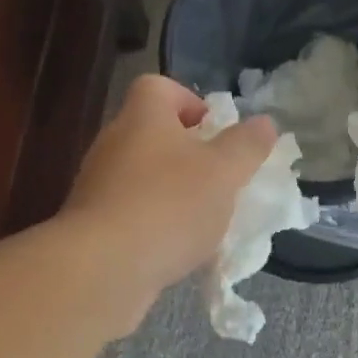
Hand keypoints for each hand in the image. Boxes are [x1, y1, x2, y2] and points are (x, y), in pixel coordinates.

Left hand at [63, 74, 276, 298]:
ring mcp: (98, 186)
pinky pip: (132, 212)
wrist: (102, 271)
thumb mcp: (224, 172)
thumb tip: (264, 123)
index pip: (158, 86)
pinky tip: (178, 249)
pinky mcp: (93, 226)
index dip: (189, 100)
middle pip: (153, 133)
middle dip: (189, 153)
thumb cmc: (169, 205)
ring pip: (144, 176)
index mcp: (142, 118)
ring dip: (174, 191)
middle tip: (219, 177)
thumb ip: (247, 145)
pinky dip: (156, 223)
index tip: (215, 130)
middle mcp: (114, 144)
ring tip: (204, 218)